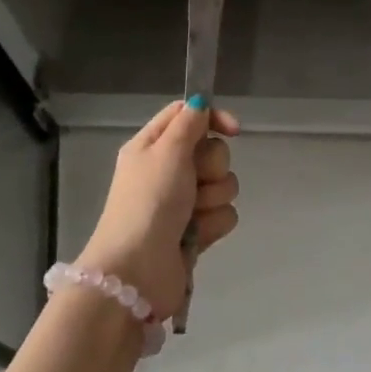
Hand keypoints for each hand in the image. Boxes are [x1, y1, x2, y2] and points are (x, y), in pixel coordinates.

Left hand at [78, 99, 239, 321]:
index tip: (233, 130)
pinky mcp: (196, 231)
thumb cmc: (148, 202)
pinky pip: (224, 215)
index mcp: (152, 146)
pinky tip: (196, 236)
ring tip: (191, 215)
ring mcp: (183, 203)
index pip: (188, 116)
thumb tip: (200, 100)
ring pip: (224, 184)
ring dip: (213, 198)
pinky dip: (213, 224)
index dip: (212, 118)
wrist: (137, 271)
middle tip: (193, 181)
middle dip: (212, 167)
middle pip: (212, 151)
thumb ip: (189, 123)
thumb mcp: (166, 152)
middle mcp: (168, 171)